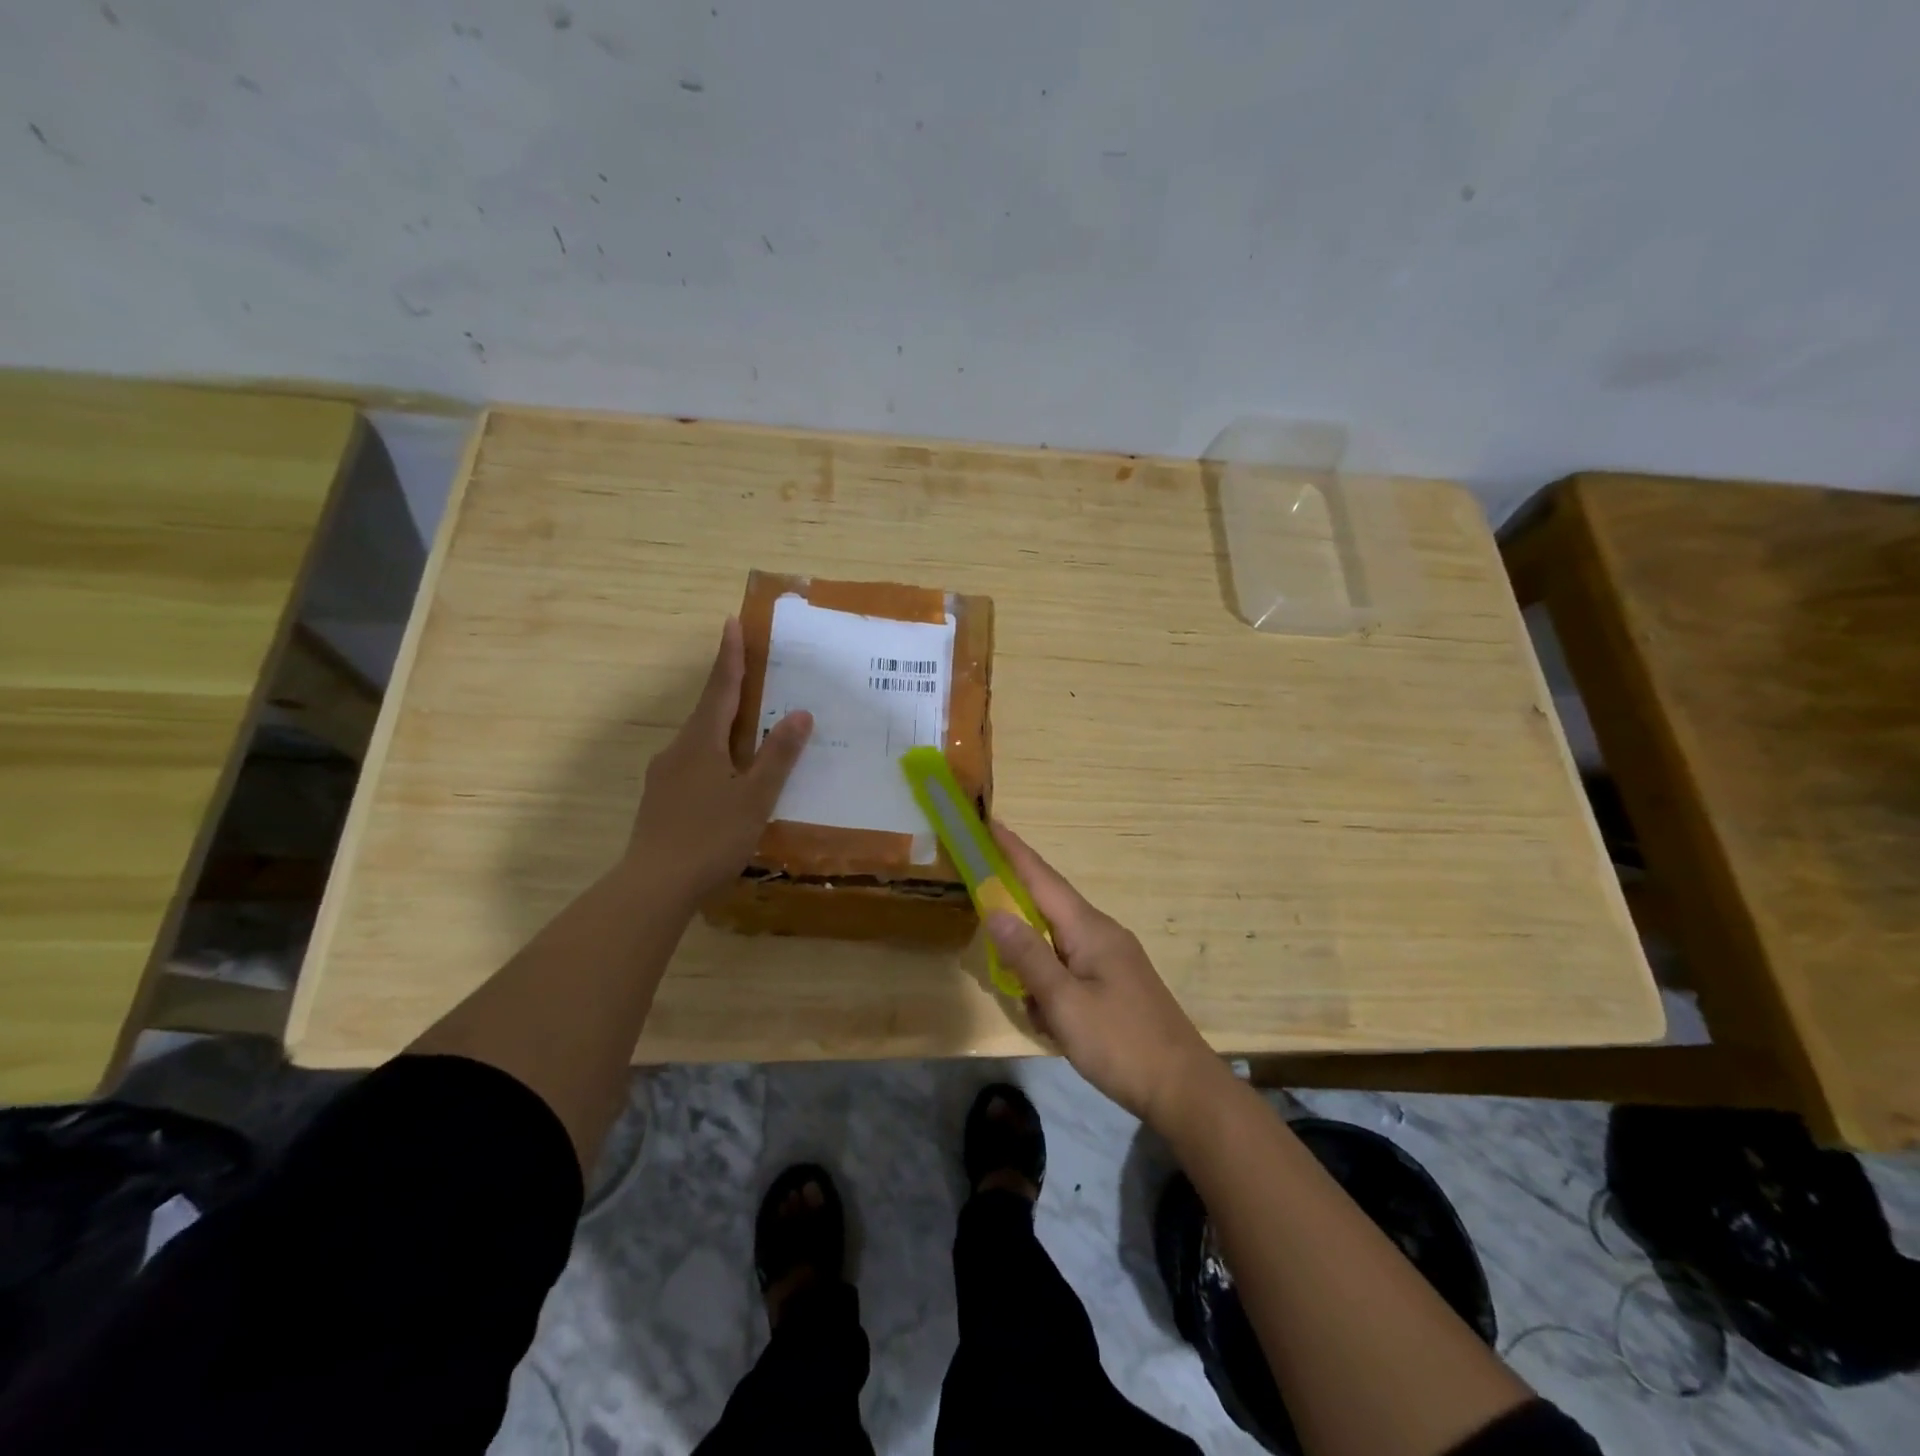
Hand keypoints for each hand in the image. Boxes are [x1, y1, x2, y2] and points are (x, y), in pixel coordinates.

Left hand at [629, 618, 812, 900]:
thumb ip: (777, 756)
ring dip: (723, 727)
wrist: (654, 886)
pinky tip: (729, 779)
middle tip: (752, 674)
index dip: (729, 656)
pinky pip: (694, 764)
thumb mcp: (755, 797)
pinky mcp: (660, 799)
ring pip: (700, 740)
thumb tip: (800, 713)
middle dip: (729, 690)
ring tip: (750, 730)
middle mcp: (678, 750)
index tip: (731, 623)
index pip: (721, 688)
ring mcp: (665, 776)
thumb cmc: (711, 836)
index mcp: (701, 742)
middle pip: (708, 711)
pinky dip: (715, 757)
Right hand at [986, 823, 1225, 1131]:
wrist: (1183, 1089)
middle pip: (1047, 906)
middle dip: (1014, 902)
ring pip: (1056, 943)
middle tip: (980, 901)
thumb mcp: (1064, 1003)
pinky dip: (1050, 985)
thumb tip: (995, 910)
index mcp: (1089, 929)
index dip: (1014, 851)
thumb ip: (1027, 956)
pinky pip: (1070, 969)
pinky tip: (1048, 1020)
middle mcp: (1101, 933)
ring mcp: (1111, 959)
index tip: (989, 823)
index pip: (1042, 878)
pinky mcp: (1115, 984)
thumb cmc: (1120, 1043)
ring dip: (1032, 961)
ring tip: (1024, 997)